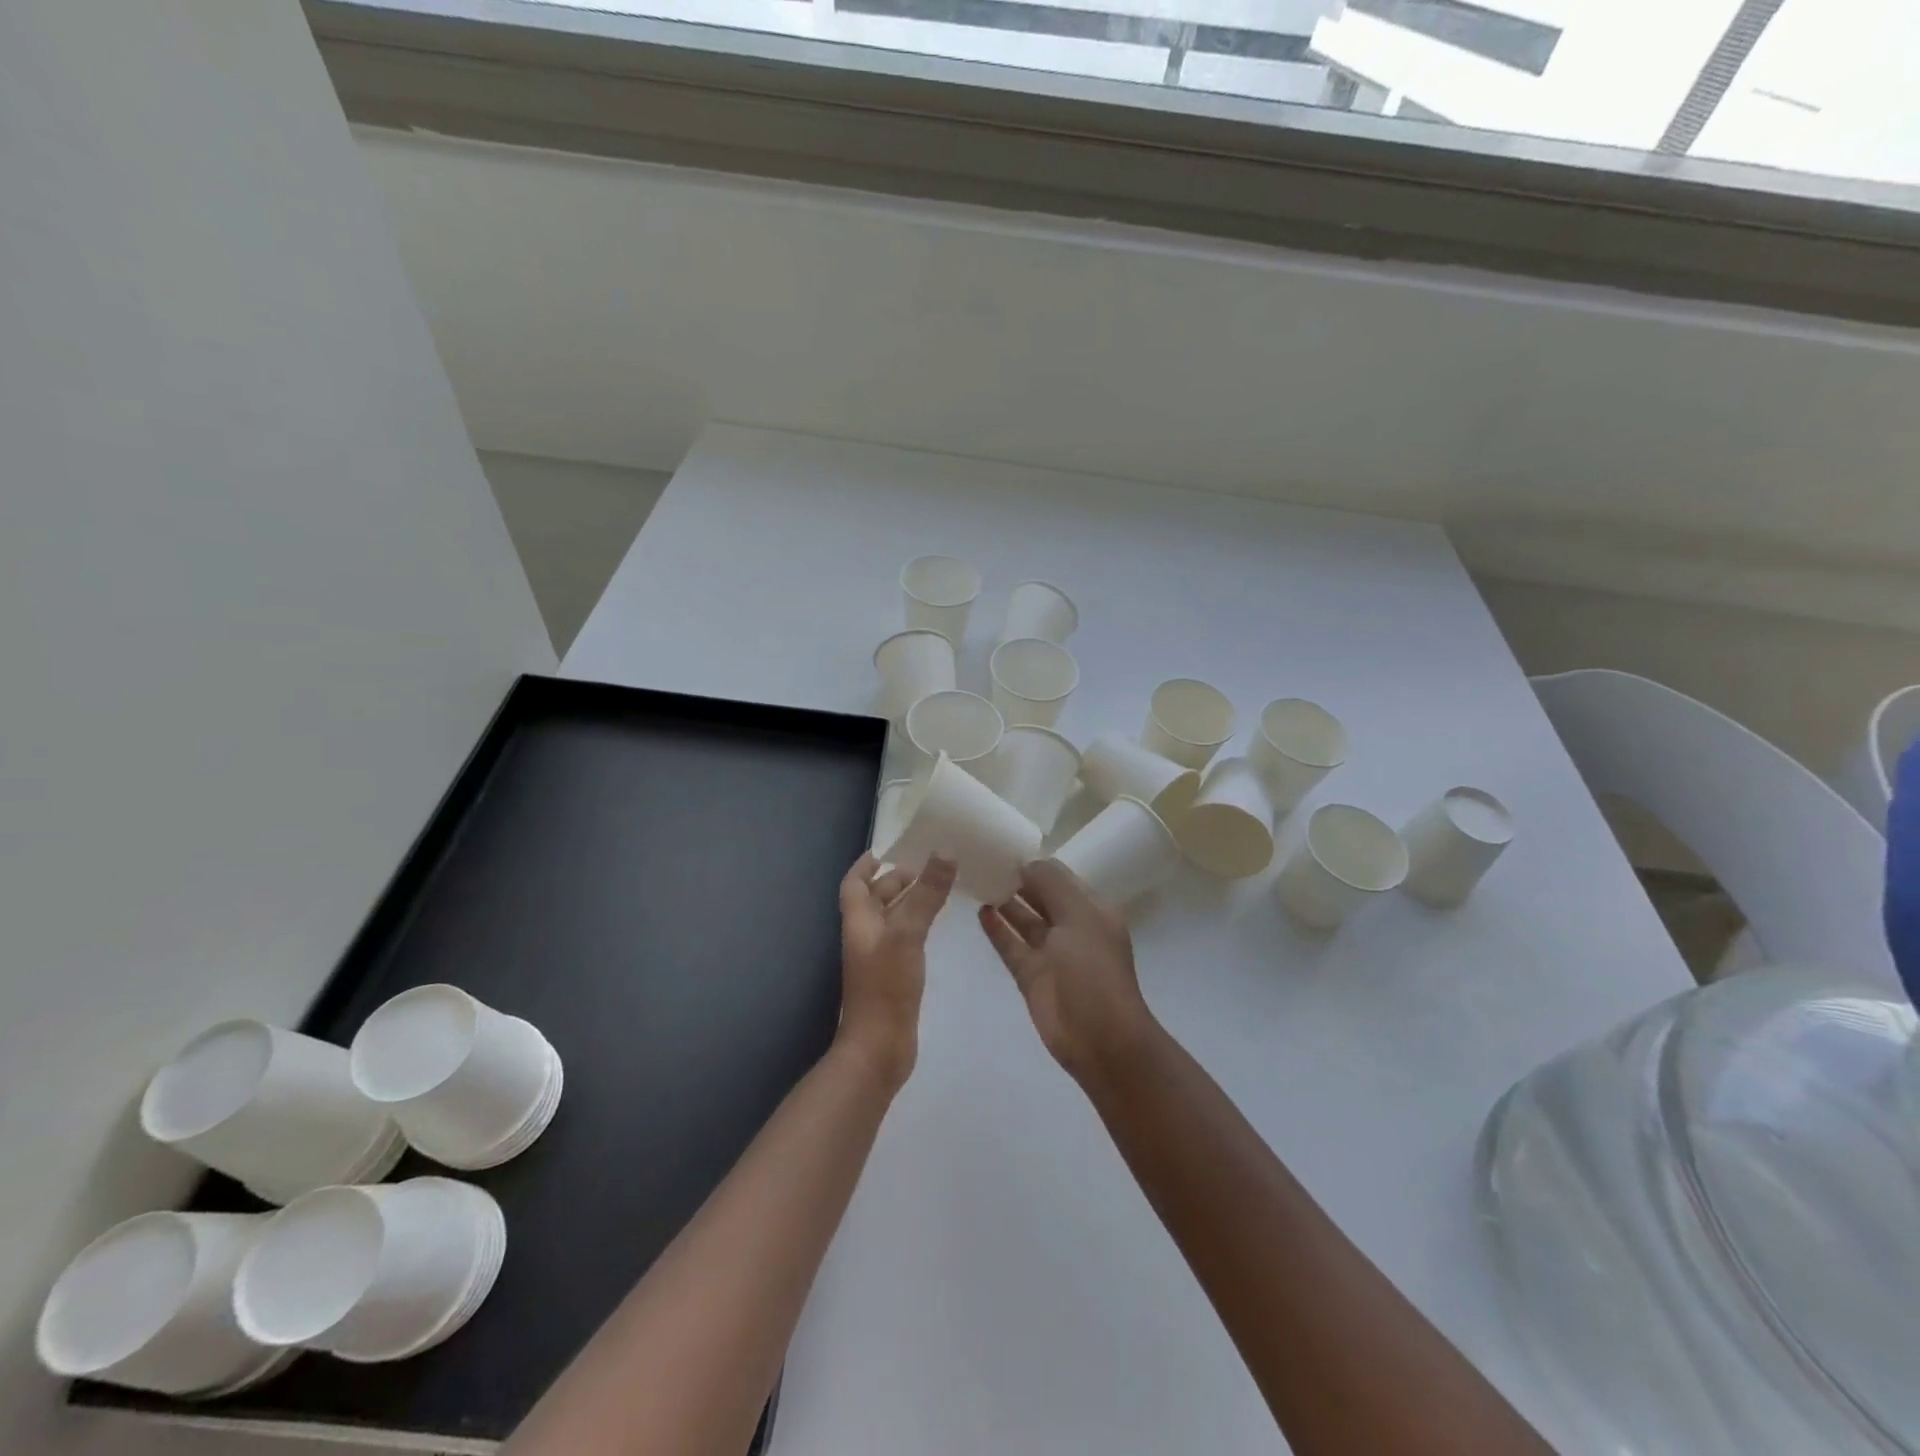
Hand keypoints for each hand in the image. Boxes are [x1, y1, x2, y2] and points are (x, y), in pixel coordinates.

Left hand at [836, 852, 955, 1089]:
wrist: (879, 1048)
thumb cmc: (886, 986)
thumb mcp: (908, 933)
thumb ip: (926, 894)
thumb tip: (944, 851)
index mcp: (859, 921)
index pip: (855, 883)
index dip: (865, 865)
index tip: (885, 850)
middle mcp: (865, 936)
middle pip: (875, 899)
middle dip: (895, 881)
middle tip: (926, 867)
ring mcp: (879, 958)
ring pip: (891, 919)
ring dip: (909, 902)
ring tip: (938, 889)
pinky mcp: (894, 976)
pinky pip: (903, 939)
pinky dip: (917, 925)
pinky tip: (936, 926)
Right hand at [978, 860, 1159, 1084]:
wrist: (1099, 1038)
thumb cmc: (1093, 970)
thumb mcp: (1079, 917)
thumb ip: (1052, 885)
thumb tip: (1026, 863)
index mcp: (1091, 910)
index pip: (1061, 878)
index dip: (1036, 864)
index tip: (1006, 848)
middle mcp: (1071, 927)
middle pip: (1041, 897)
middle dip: (1018, 880)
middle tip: (984, 859)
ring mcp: (1050, 953)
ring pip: (1024, 921)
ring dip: (1005, 902)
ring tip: (977, 880)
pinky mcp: (1031, 976)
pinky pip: (1011, 946)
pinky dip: (997, 930)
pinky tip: (980, 912)